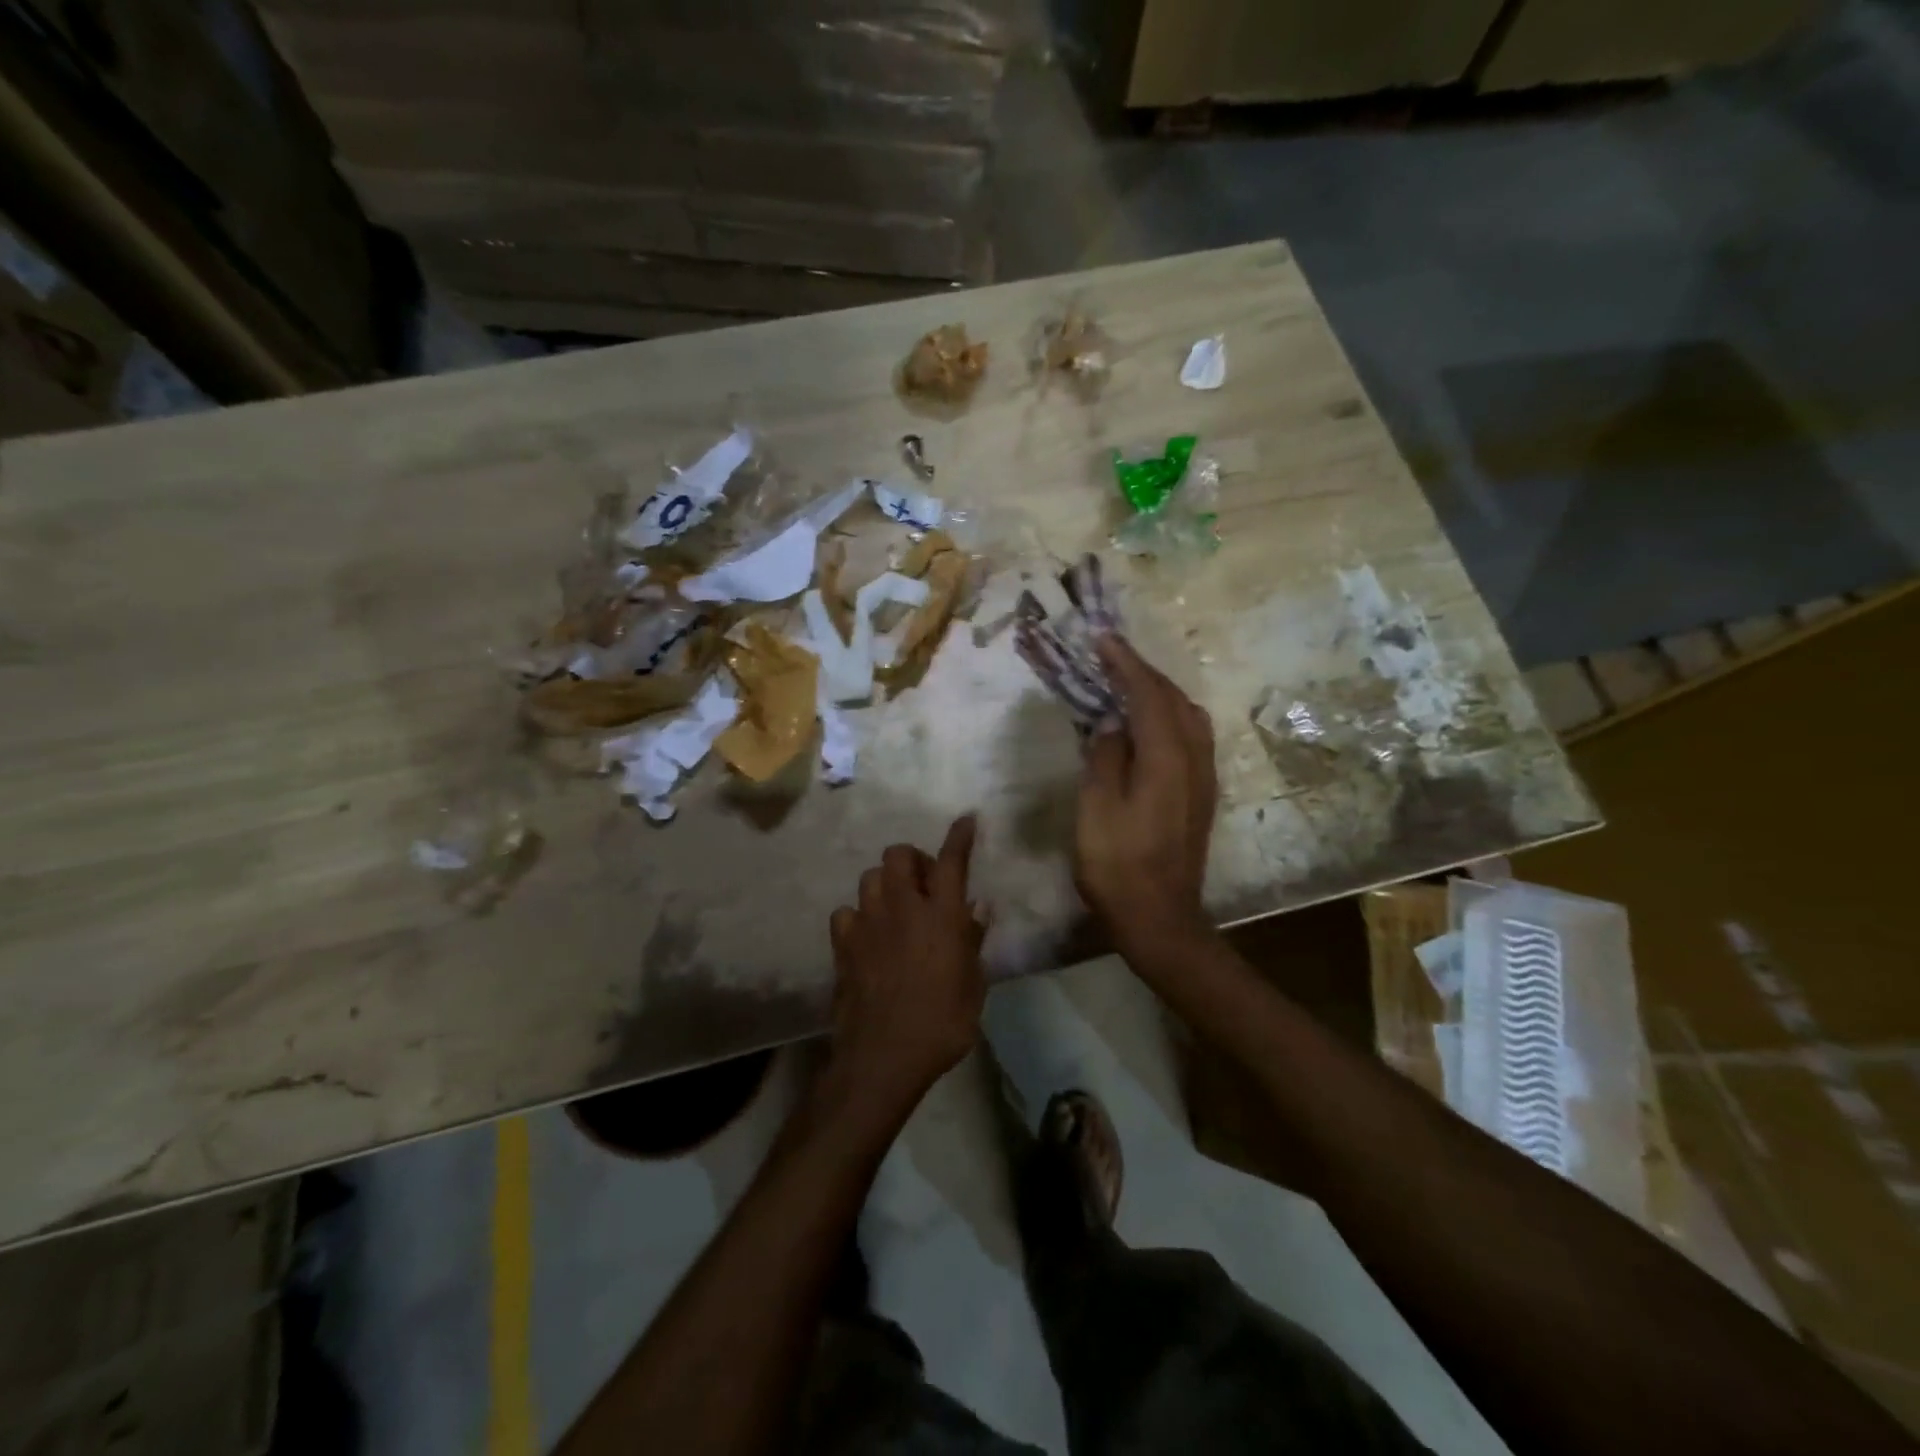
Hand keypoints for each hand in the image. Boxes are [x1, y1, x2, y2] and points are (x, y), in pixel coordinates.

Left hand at [826, 815, 985, 1110]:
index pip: (951, 861)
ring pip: (871, 877)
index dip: (959, 836)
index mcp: (941, 915)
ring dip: (887, 885)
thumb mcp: (973, 984)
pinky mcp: (843, 943)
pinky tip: (868, 936)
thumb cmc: (942, 1023)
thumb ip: (972, 940)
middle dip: (913, 860)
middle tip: (925, 887)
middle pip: (899, 854)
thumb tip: (976, 907)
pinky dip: (858, 917)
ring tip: (896, 910)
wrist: (884, 1055)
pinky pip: (846, 912)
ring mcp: (868, 922)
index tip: (965, 819)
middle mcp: (903, 907)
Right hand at [1075, 636, 1216, 952]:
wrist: (1159, 917)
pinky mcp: (1201, 794)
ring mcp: (1203, 778)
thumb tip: (1113, 722)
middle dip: (1143, 672)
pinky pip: (1190, 736)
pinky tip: (1148, 723)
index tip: (1102, 638)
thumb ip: (1105, 756)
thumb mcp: (1097, 808)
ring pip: (1188, 716)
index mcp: (1167, 758)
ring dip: (1158, 692)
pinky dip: (1167, 715)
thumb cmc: (1118, 864)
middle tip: (1111, 655)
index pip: (1148, 695)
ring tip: (1127, 682)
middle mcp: (1194, 759)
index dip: (1125, 664)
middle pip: (1174, 699)